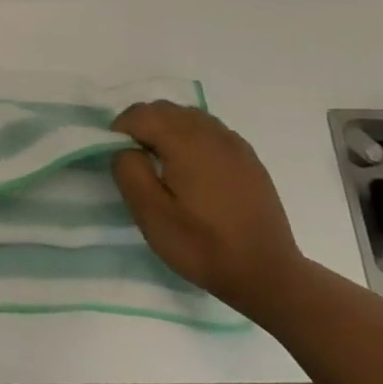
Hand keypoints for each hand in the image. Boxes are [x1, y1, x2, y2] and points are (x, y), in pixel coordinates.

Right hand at [110, 103, 303, 316]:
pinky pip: (210, 130)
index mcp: (185, 142)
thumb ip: (129, 171)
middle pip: (164, 109)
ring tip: (161, 163)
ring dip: (166, 128)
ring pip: (188, 116)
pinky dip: (191, 136)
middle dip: (142, 125)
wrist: (267, 274)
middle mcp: (211, 133)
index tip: (115, 157)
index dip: (120, 129)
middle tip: (135, 159)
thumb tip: (126, 148)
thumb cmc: (202, 246)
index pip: (140, 114)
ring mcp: (233, 143)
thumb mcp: (151, 215)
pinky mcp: (248, 158)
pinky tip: (192, 169)